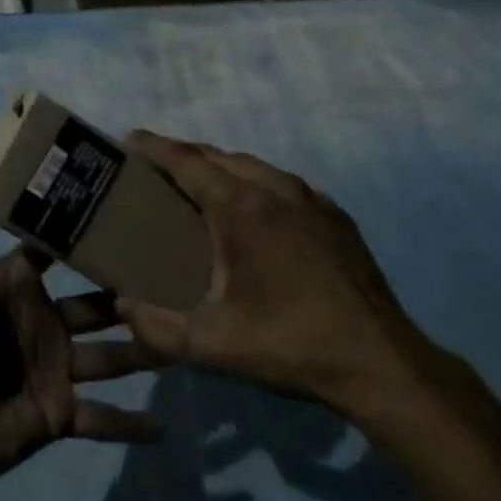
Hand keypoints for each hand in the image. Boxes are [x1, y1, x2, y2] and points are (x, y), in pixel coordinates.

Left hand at [0, 148, 162, 500]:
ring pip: (113, 355)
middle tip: (181, 272)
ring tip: (190, 335)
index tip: (130, 205)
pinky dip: (131, 424)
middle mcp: (43, 319)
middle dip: (133, 289)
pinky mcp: (59, 413)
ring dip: (146, 349)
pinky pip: (103, 419)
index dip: (88, 225)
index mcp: (16, 282)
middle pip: (99, 300)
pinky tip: (165, 427)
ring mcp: (54, 367)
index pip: (58, 246)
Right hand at [115, 133, 441, 432]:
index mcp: (242, 209)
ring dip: (220, 166)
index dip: (155, 147)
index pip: (188, 162)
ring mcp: (311, 198)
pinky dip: (255, 181)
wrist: (379, 361)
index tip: (129, 139)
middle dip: (184, 154)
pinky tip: (252, 208)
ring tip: (198, 184)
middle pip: (219, 156)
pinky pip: (283, 182)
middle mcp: (275, 189)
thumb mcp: (214, 345)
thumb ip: (157, 327)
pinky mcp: (334, 215)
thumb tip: (121, 306)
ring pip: (254, 166)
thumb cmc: (290, 344)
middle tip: (155, 167)